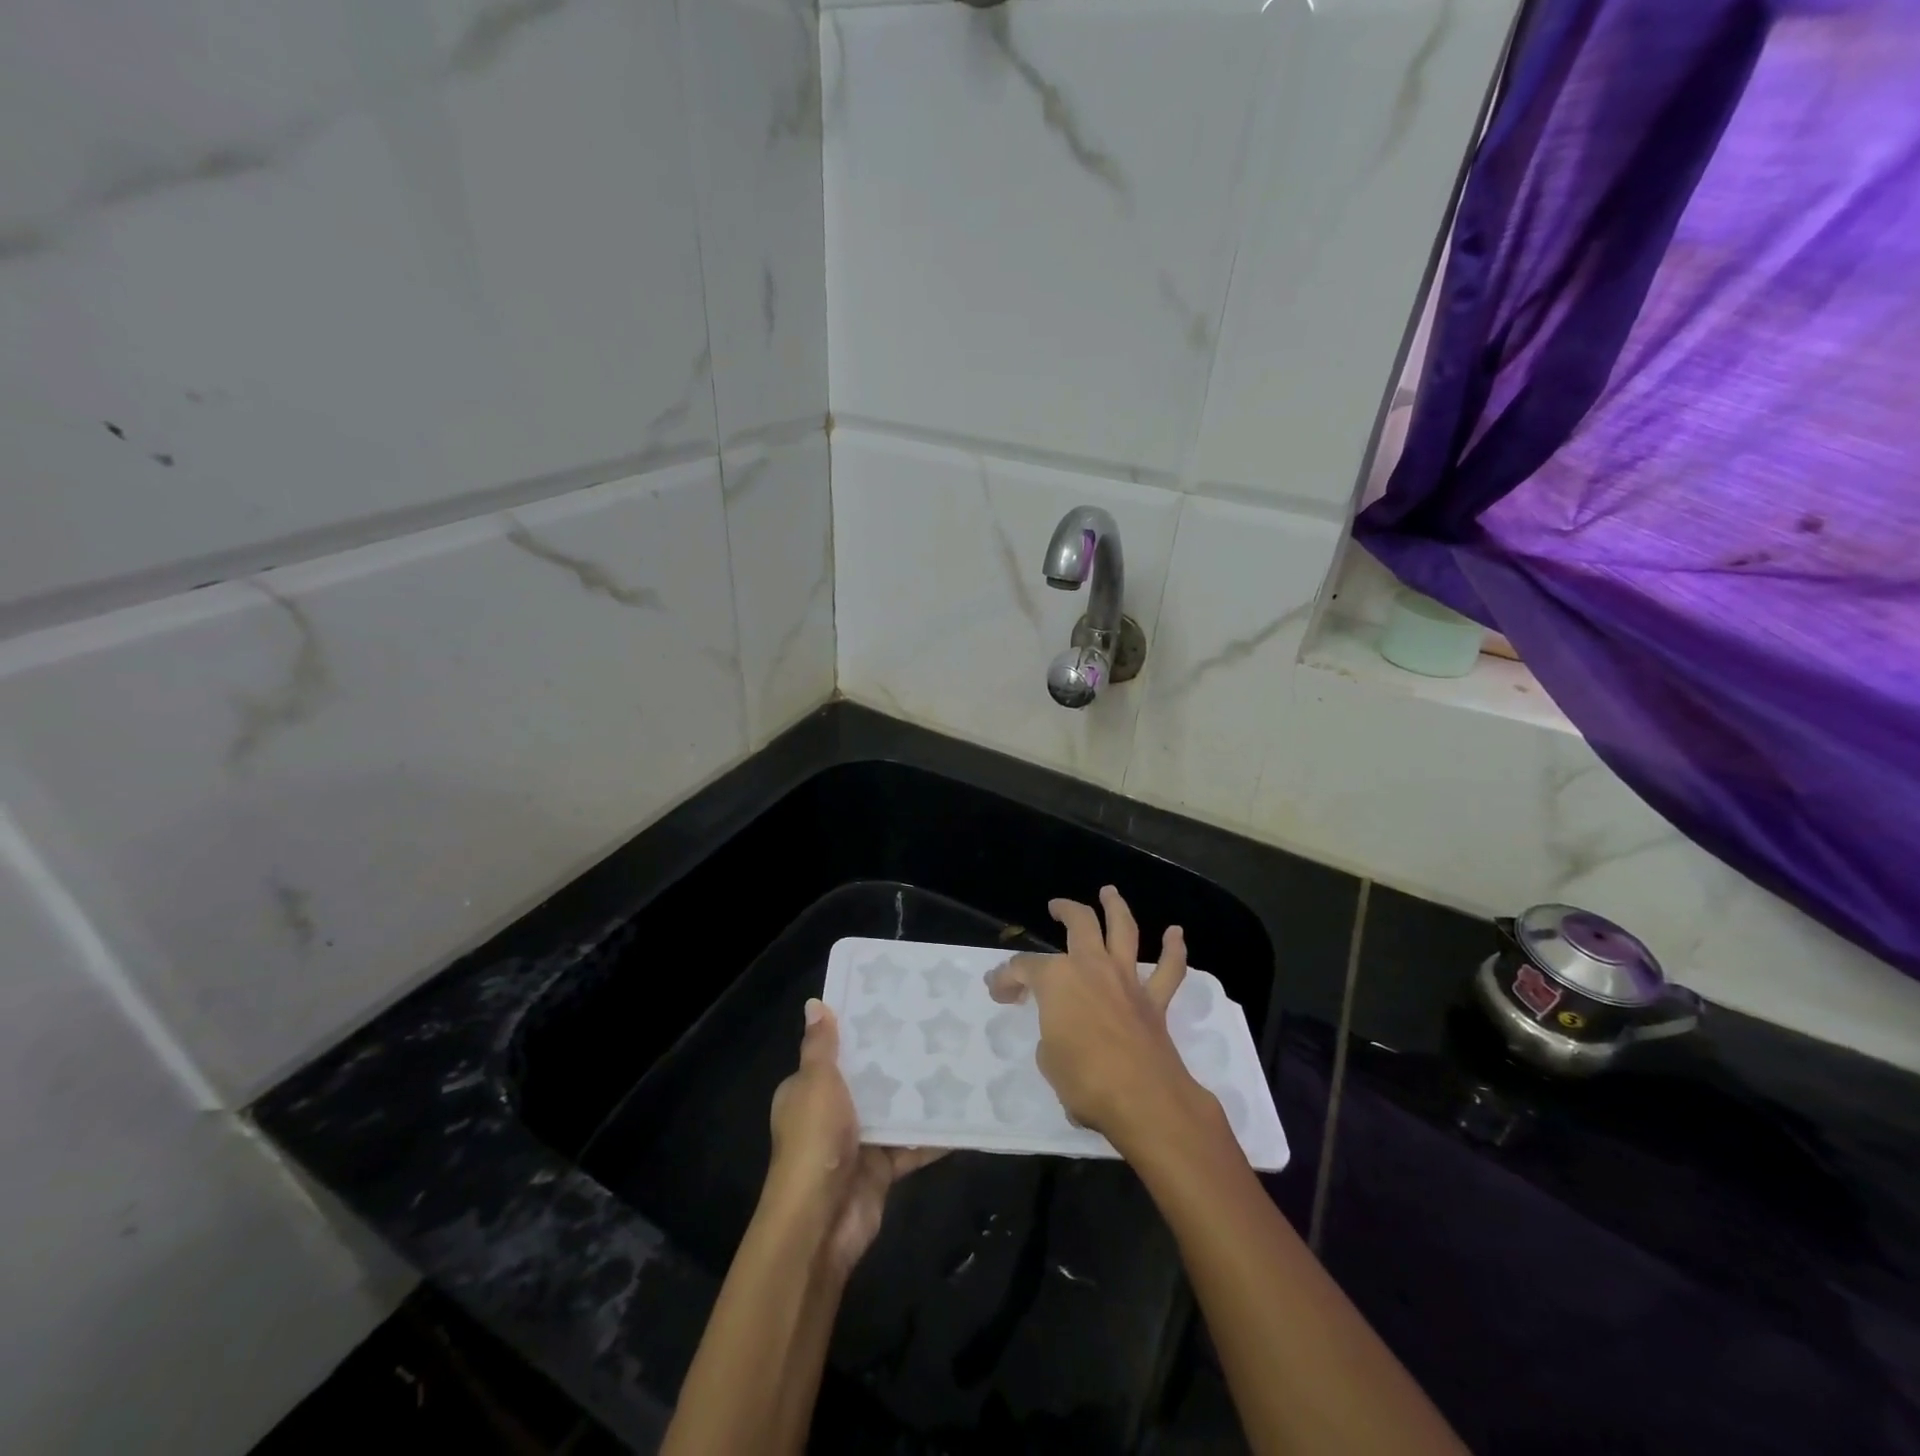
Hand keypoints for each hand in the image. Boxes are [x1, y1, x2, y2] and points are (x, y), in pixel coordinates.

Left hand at [764, 999, 941, 1279]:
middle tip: (935, 1028)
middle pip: (868, 1080)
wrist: (820, 1222)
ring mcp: (857, 1143)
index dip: (859, 1031)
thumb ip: (821, 1046)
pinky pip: (911, 1145)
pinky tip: (963, 1113)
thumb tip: (814, 1003)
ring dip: (918, 1096)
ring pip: (893, 1111)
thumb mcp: (816, 1083)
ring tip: (955, 1061)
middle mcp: (831, 1113)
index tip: (893, 1004)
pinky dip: (933, 1135)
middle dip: (896, 1060)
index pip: (835, 1053)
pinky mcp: (881, 1169)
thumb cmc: (814, 1142)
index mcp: (808, 1090)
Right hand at [987, 886, 1211, 1149]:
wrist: (1143, 1099)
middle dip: (1066, 910)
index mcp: (1057, 980)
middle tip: (1056, 907)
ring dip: (1116, 908)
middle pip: (1079, 924)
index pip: (1024, 968)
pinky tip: (1175, 933)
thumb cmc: (1084, 1080)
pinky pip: (1168, 970)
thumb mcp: (1048, 1060)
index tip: (998, 990)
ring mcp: (1126, 980)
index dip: (1006, 977)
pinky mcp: (1154, 1001)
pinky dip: (1173, 949)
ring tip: (1109, 892)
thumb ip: (1052, 1035)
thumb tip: (1062, 1032)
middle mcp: (1092, 967)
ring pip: (1123, 931)